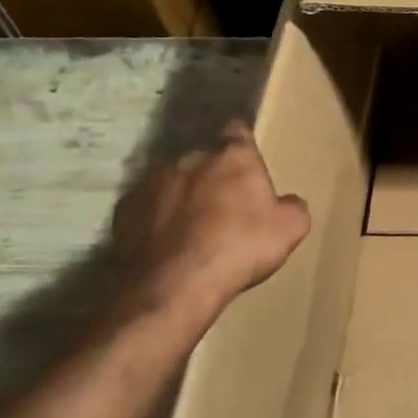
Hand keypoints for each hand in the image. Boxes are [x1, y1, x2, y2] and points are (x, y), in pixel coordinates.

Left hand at [109, 121, 309, 334]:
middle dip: (213, 177)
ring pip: (173, 182)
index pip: (238, 132)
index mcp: (233, 158)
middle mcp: (190, 159)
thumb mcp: (290, 229)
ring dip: (182, 196)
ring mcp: (152, 182)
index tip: (245, 157)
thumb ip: (292, 207)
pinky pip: (146, 207)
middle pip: (205, 160)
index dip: (242, 142)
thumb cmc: (239, 248)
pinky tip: (166, 243)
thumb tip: (287, 202)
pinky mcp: (125, 209)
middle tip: (223, 207)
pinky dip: (155, 219)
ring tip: (190, 229)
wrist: (174, 285)